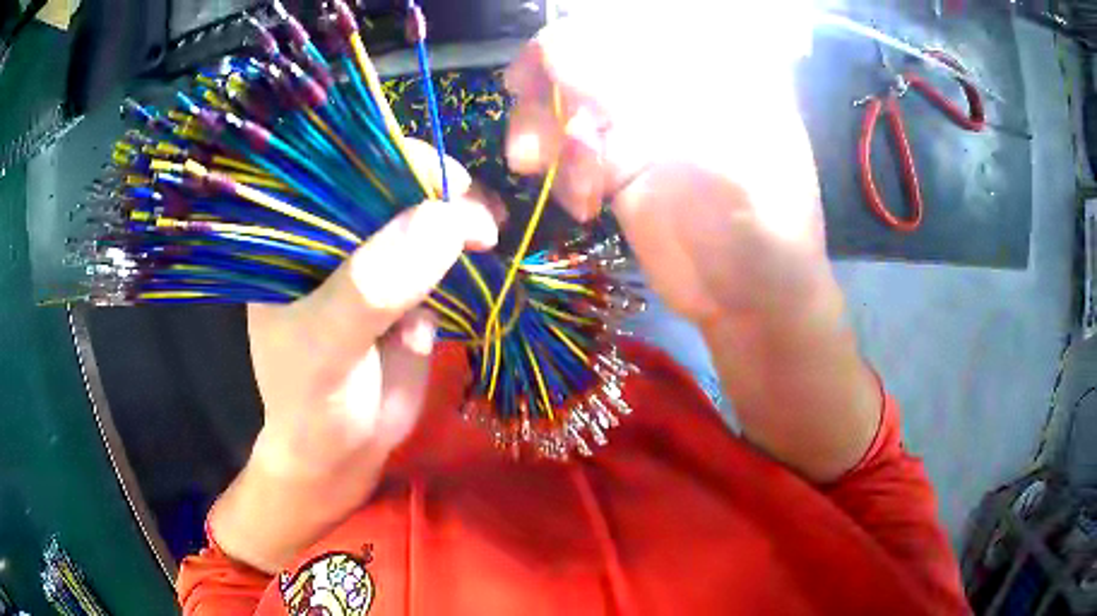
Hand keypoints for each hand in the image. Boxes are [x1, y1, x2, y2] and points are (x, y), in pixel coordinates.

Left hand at [210, 140, 497, 571]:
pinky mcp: (407, 285)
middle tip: (484, 220)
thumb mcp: (328, 349)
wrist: (343, 453)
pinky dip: (462, 262)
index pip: (343, 174)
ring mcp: (372, 259)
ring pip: (425, 218)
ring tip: (488, 241)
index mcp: (294, 236)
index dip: (396, 165)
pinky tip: (457, 293)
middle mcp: (332, 236)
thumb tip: (442, 220)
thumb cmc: (314, 403)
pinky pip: (442, 256)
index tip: (448, 186)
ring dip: (461, 226)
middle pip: (392, 188)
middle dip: (441, 196)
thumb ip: (371, 289)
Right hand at [504, 14, 881, 482]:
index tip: (541, 72)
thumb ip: (635, 97)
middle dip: (550, 88)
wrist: (753, 303)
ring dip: (546, 132)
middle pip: (591, 53)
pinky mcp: (621, 160)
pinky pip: (569, 144)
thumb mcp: (707, 156)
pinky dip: (561, 169)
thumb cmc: (759, 231)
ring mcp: (645, 121)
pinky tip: (583, 204)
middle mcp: (675, 83)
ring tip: (541, 172)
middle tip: (530, 134)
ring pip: (570, 96)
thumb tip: (558, 47)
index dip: (579, 38)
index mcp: (714, 66)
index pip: (631, 24)